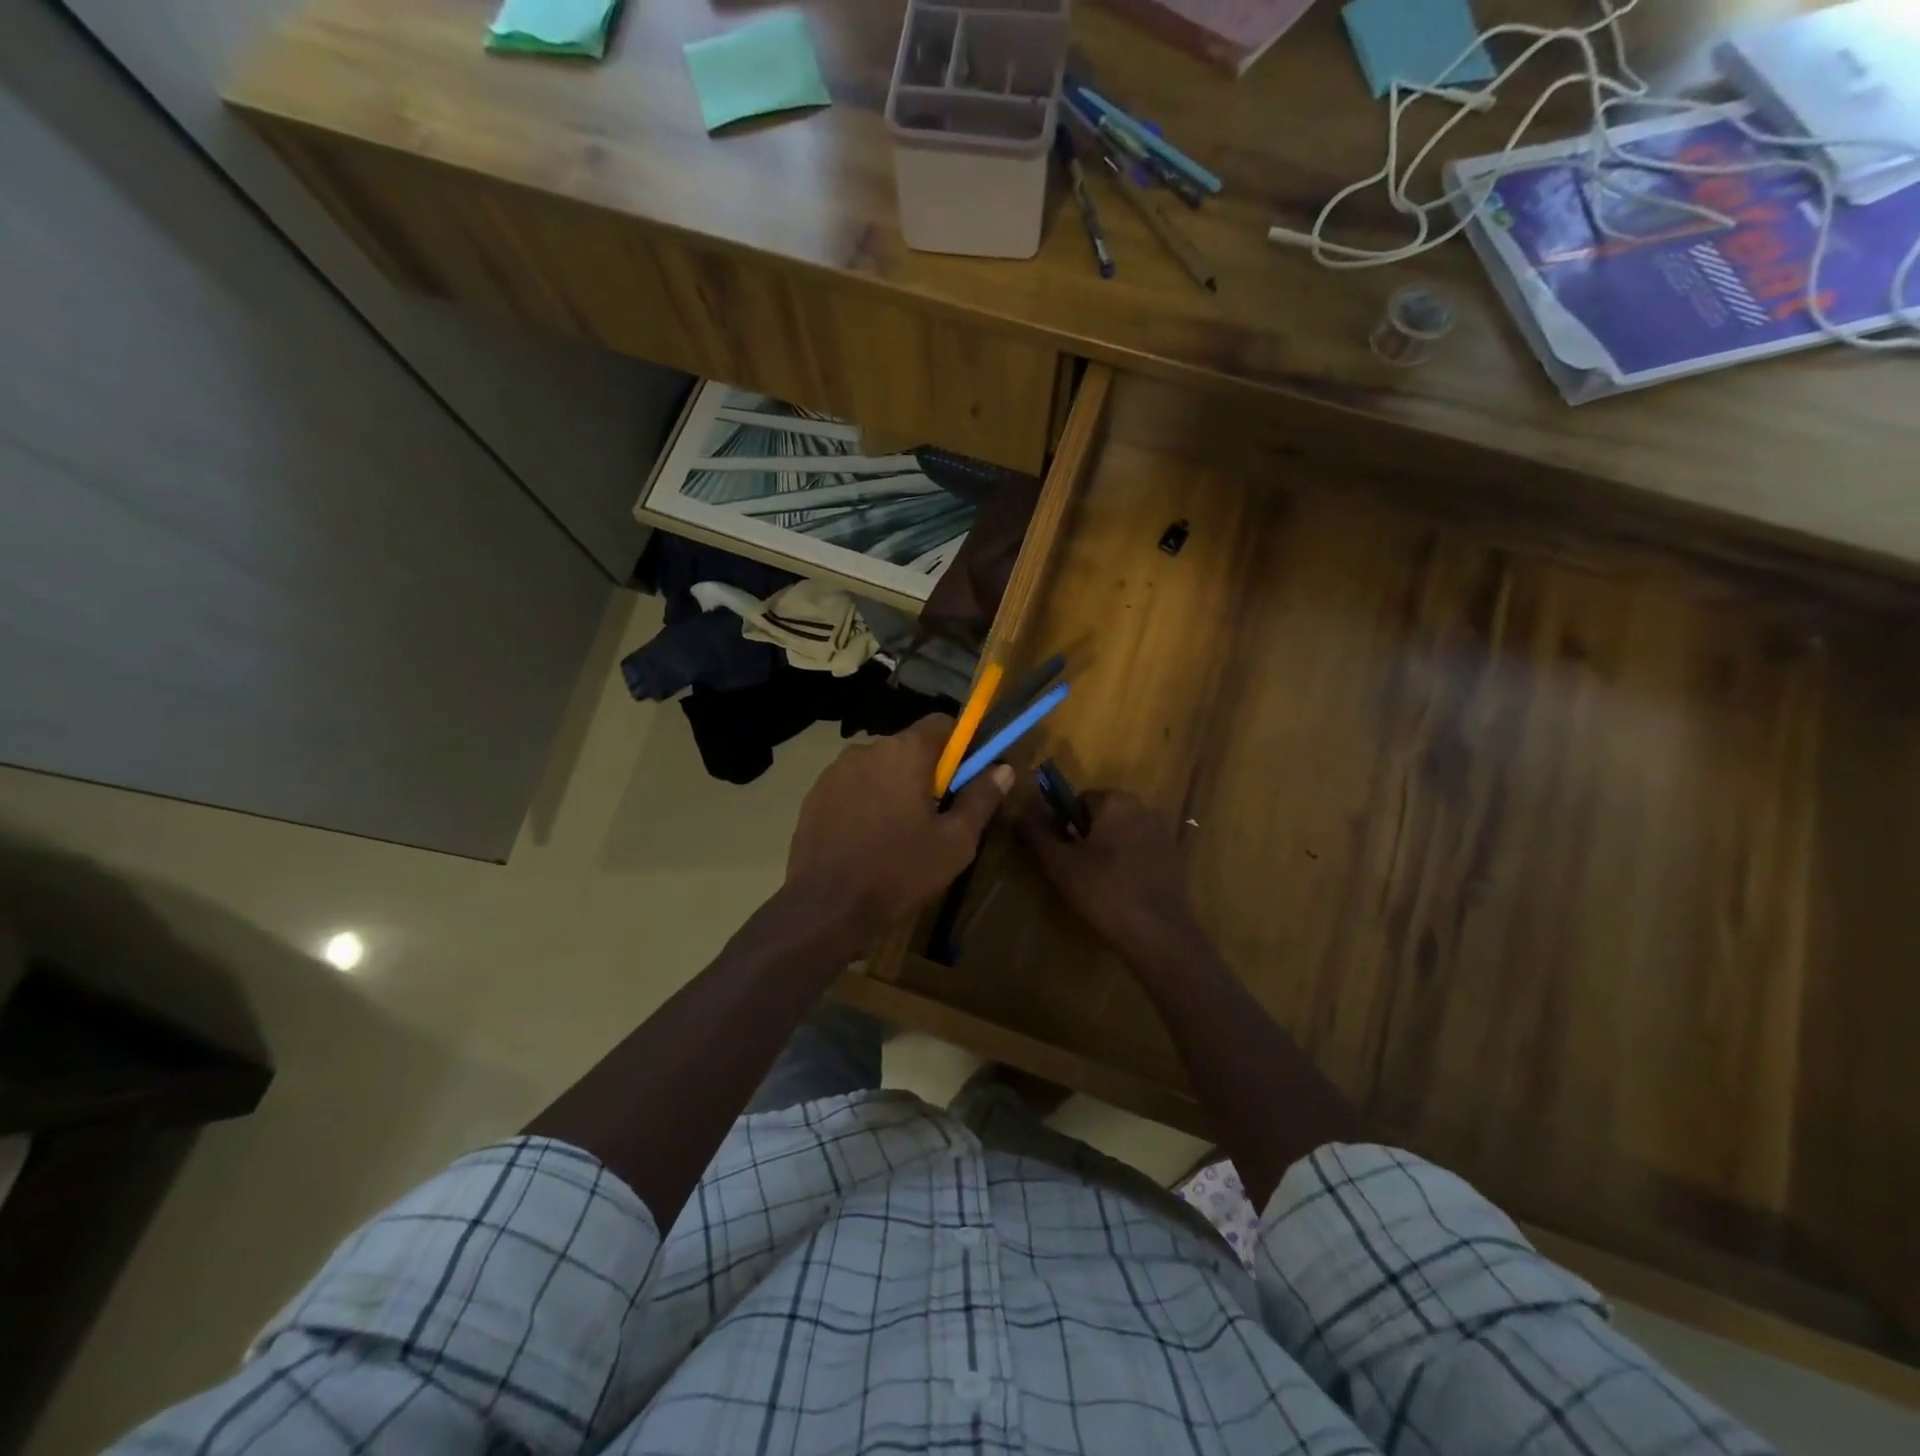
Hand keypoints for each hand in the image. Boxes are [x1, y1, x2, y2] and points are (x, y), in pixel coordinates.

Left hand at [786, 715, 1013, 947]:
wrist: (827, 907)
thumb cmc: (900, 871)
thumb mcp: (955, 842)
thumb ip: (981, 798)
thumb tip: (1003, 769)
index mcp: (904, 752)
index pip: (941, 723)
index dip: (961, 745)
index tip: (967, 777)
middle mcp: (866, 749)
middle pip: (909, 747)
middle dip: (927, 771)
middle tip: (937, 814)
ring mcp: (835, 771)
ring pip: (879, 767)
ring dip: (894, 786)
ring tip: (899, 831)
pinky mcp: (815, 794)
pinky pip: (852, 786)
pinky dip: (866, 801)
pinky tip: (868, 838)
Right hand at [1018, 791, 1201, 962]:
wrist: (1158, 933)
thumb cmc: (1103, 891)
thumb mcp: (1059, 863)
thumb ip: (1036, 832)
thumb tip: (1021, 810)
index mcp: (1116, 801)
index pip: (1078, 800)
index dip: (1064, 826)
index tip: (1061, 854)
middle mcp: (1143, 808)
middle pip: (1102, 816)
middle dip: (1086, 838)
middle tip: (1076, 871)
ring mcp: (1163, 832)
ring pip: (1121, 834)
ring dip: (1107, 851)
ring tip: (1098, 885)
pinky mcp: (1174, 857)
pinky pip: (1140, 852)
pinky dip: (1128, 864)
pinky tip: (1122, 891)